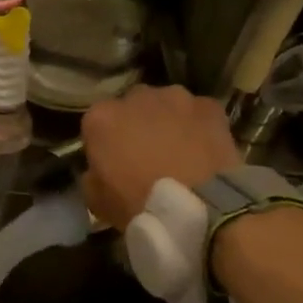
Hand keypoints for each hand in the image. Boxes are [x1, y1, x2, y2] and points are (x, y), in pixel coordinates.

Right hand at [81, 85, 240, 230]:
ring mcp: (175, 97)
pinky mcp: (209, 106)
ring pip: (166, 105)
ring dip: (167, 121)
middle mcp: (136, 97)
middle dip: (136, 124)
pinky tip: (203, 150)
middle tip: (145, 154)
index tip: (112, 162)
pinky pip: (197, 113)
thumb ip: (92, 175)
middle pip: (131, 106)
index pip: (95, 123)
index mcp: (101, 118)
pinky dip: (197, 126)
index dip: (104, 142)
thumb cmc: (139, 203)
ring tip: (178, 151)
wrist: (198, 205)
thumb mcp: (96, 200)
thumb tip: (100, 170)